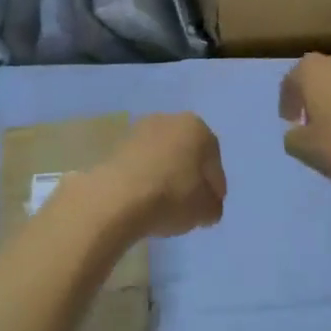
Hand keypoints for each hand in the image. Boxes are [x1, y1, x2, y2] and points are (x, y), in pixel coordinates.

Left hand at [84, 113, 225, 241]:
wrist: (117, 198)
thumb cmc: (172, 197)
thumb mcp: (206, 210)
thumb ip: (213, 205)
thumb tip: (207, 205)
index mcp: (197, 128)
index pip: (214, 162)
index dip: (215, 188)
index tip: (210, 208)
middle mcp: (169, 120)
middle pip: (187, 154)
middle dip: (190, 177)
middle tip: (190, 205)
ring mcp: (139, 130)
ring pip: (162, 157)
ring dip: (166, 176)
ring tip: (164, 205)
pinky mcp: (116, 146)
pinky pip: (141, 164)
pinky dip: (145, 178)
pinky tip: (144, 199)